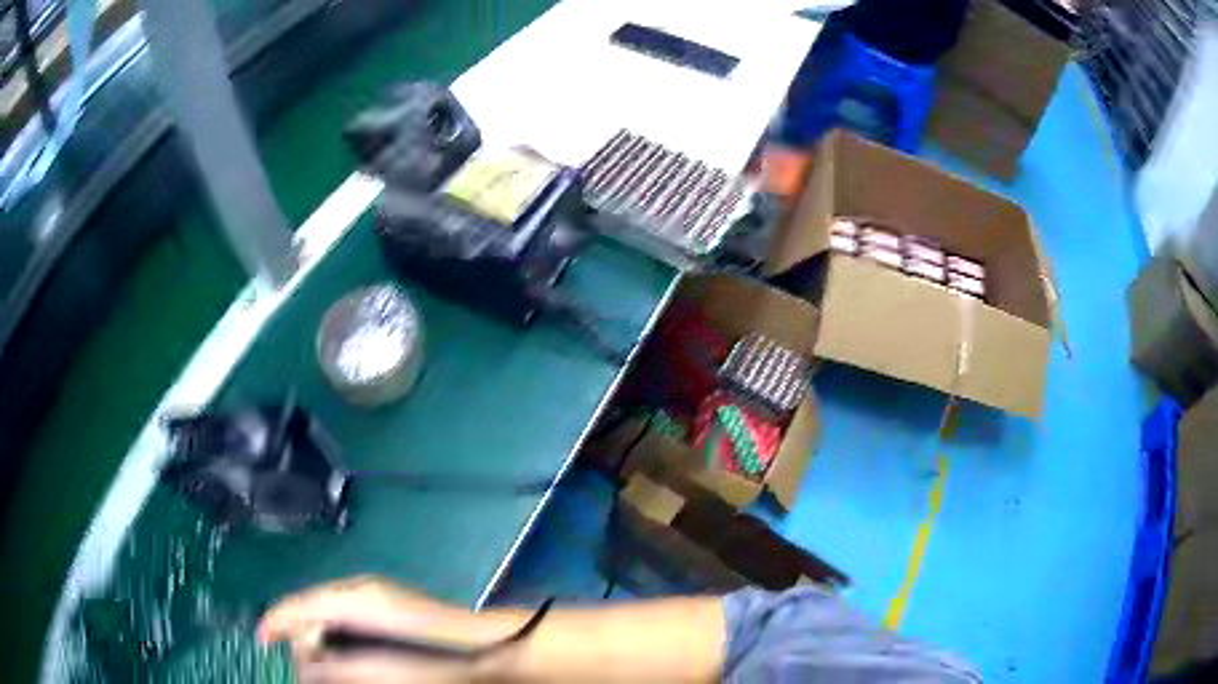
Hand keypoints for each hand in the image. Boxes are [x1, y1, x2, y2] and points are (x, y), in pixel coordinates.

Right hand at [258, 575, 519, 682]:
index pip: (301, 604)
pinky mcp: (388, 603)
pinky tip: (343, 652)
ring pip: (328, 610)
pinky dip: (338, 632)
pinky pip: (347, 614)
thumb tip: (304, 666)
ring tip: (325, 664)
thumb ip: (337, 666)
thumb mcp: (380, 668)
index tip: (263, 641)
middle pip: (311, 606)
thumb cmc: (437, 660)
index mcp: (355, 597)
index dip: (277, 622)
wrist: (492, 647)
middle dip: (301, 635)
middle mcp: (361, 588)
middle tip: (306, 666)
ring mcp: (376, 593)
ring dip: (320, 636)